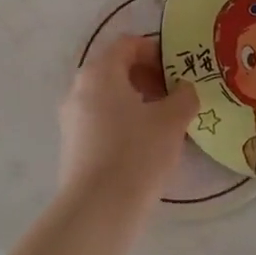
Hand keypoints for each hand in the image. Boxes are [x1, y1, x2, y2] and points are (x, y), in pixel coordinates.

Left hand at [58, 35, 198, 214]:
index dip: (156, 51)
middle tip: (175, 95)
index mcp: (100, 72)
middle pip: (116, 69)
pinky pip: (100, 120)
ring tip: (163, 122)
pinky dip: (122, 121)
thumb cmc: (137, 153)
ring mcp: (71, 118)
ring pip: (108, 97)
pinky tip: (143, 145)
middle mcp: (79, 88)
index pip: (128, 45)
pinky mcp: (71, 145)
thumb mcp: (172, 120)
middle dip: (147, 77)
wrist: (98, 209)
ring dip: (136, 101)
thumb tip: (185, 89)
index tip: (178, 69)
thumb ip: (184, 96)